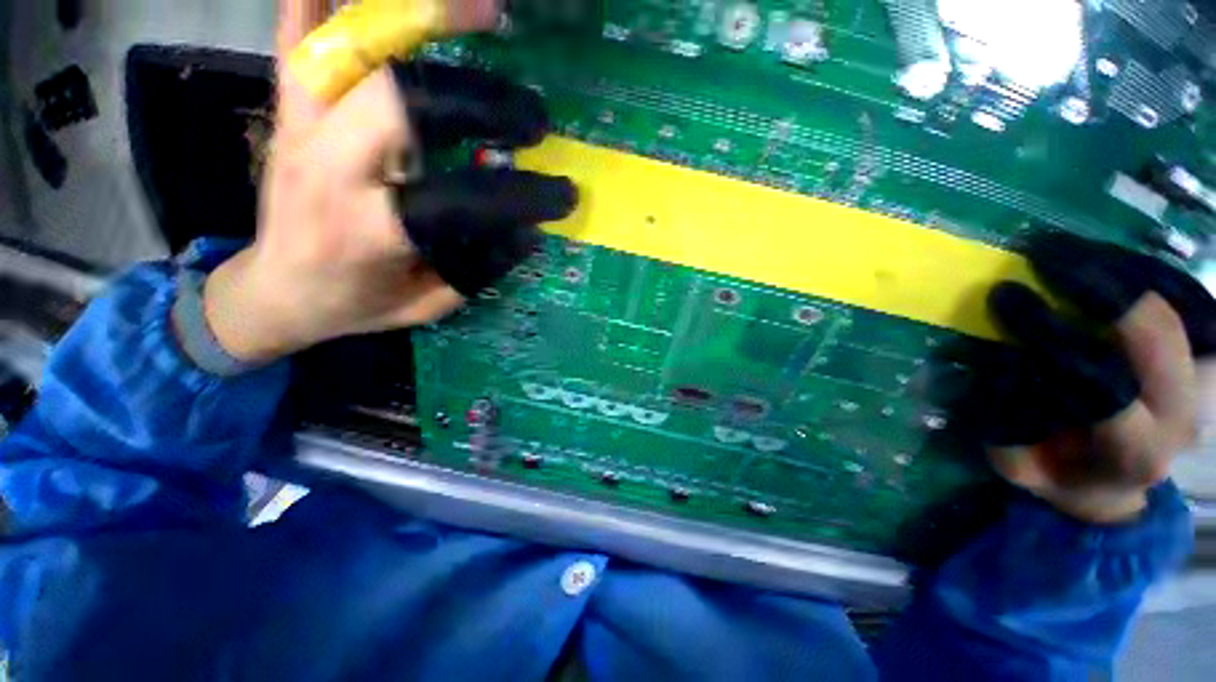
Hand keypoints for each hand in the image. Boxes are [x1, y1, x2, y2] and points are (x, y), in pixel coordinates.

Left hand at [202, 0, 575, 362]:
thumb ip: (479, 268)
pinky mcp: (288, 107)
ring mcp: (300, 126)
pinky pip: (301, 31)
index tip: (563, 195)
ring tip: (486, 15)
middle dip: (481, 99)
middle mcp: (330, 168)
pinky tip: (385, 0)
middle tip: (533, 118)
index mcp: (371, 233)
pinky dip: (336, 0)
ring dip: (423, 19)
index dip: (522, 196)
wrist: (276, 291)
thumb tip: (527, 229)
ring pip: (354, 46)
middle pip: (403, 98)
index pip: (462, 200)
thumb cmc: (358, 304)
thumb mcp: (429, 304)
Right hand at [978, 233, 1214, 523]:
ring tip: (1069, 249)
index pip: (1096, 385)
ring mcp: (1206, 383)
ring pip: (1183, 305)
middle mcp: (1181, 415)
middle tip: (1044, 254)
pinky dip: (1151, 271)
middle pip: (1156, 336)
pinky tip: (1108, 259)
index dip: (1050, 334)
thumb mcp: (1019, 462)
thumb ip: (1009, 421)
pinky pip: (1192, 298)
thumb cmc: (1061, 471)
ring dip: (1124, 268)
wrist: (1119, 478)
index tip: (1005, 295)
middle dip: (1097, 287)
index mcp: (1132, 452)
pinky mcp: (1212, 357)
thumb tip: (1004, 358)